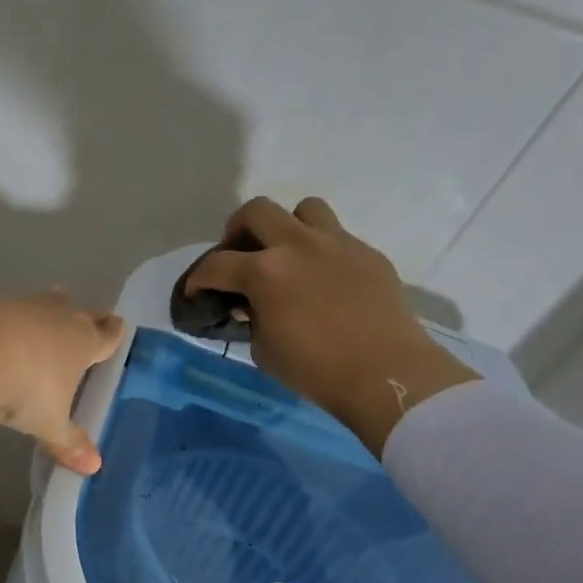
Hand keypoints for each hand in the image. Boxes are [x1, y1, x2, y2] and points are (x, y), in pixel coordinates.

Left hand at [0, 290, 125, 474]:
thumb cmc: (27, 388)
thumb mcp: (49, 422)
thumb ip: (69, 442)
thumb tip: (93, 467)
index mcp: (83, 344)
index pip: (106, 337)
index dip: (114, 334)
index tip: (119, 325)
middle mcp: (60, 318)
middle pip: (82, 313)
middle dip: (89, 317)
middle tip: (93, 318)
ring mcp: (25, 306)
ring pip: (47, 301)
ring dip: (50, 307)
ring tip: (51, 307)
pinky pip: (8, 308)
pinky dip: (9, 316)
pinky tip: (0, 326)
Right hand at [184, 198, 478, 453]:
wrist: (386, 373)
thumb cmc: (315, 369)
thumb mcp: (264, 350)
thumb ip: (251, 318)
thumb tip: (249, 304)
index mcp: (265, 272)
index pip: (216, 264)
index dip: (198, 279)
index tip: (196, 291)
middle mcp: (298, 245)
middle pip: (257, 211)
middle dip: (238, 230)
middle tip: (239, 254)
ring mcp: (337, 244)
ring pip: (305, 209)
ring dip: (288, 227)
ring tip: (287, 254)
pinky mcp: (367, 253)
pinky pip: (337, 237)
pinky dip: (321, 250)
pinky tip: (323, 279)